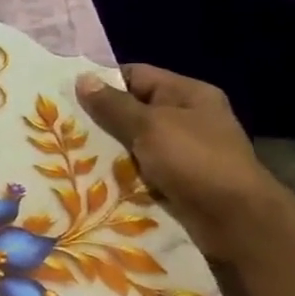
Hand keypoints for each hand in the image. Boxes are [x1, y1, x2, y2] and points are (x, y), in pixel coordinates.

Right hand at [76, 65, 289, 259]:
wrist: (235, 220)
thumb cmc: (194, 161)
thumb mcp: (149, 125)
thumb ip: (113, 104)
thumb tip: (82, 78)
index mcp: (188, 94)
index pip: (136, 75)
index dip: (102, 81)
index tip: (65, 92)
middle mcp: (185, 117)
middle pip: (131, 108)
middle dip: (98, 117)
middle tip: (59, 123)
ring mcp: (180, 149)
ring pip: (130, 140)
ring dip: (104, 146)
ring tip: (65, 148)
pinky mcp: (172, 177)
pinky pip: (136, 165)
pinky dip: (116, 168)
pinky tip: (88, 172)